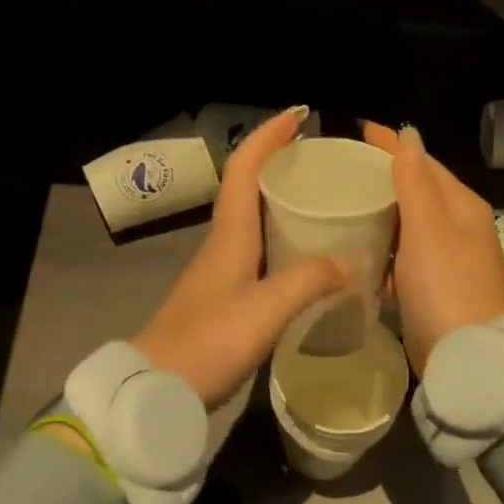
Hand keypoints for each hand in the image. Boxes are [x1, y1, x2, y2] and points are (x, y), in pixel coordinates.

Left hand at [135, 107, 345, 408]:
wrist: (156, 389)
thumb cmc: (207, 342)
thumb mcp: (264, 311)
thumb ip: (308, 282)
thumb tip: (347, 264)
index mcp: (229, 235)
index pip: (244, 168)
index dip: (270, 137)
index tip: (300, 115)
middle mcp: (223, 244)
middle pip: (249, 188)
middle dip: (282, 165)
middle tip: (325, 164)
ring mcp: (221, 271)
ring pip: (255, 221)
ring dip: (284, 203)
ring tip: (326, 204)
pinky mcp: (224, 297)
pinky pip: (259, 253)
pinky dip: (284, 242)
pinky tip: (309, 260)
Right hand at [361, 122, 503, 374]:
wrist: (469, 355)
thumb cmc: (447, 284)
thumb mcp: (428, 226)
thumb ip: (415, 182)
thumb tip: (409, 135)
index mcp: (461, 206)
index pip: (423, 163)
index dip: (393, 145)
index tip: (359, 130)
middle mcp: (457, 228)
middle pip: (417, 193)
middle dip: (384, 178)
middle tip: (341, 169)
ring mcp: (445, 261)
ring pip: (407, 227)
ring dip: (380, 215)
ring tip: (340, 205)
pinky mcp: (431, 290)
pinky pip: (402, 259)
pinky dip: (382, 251)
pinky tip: (356, 251)